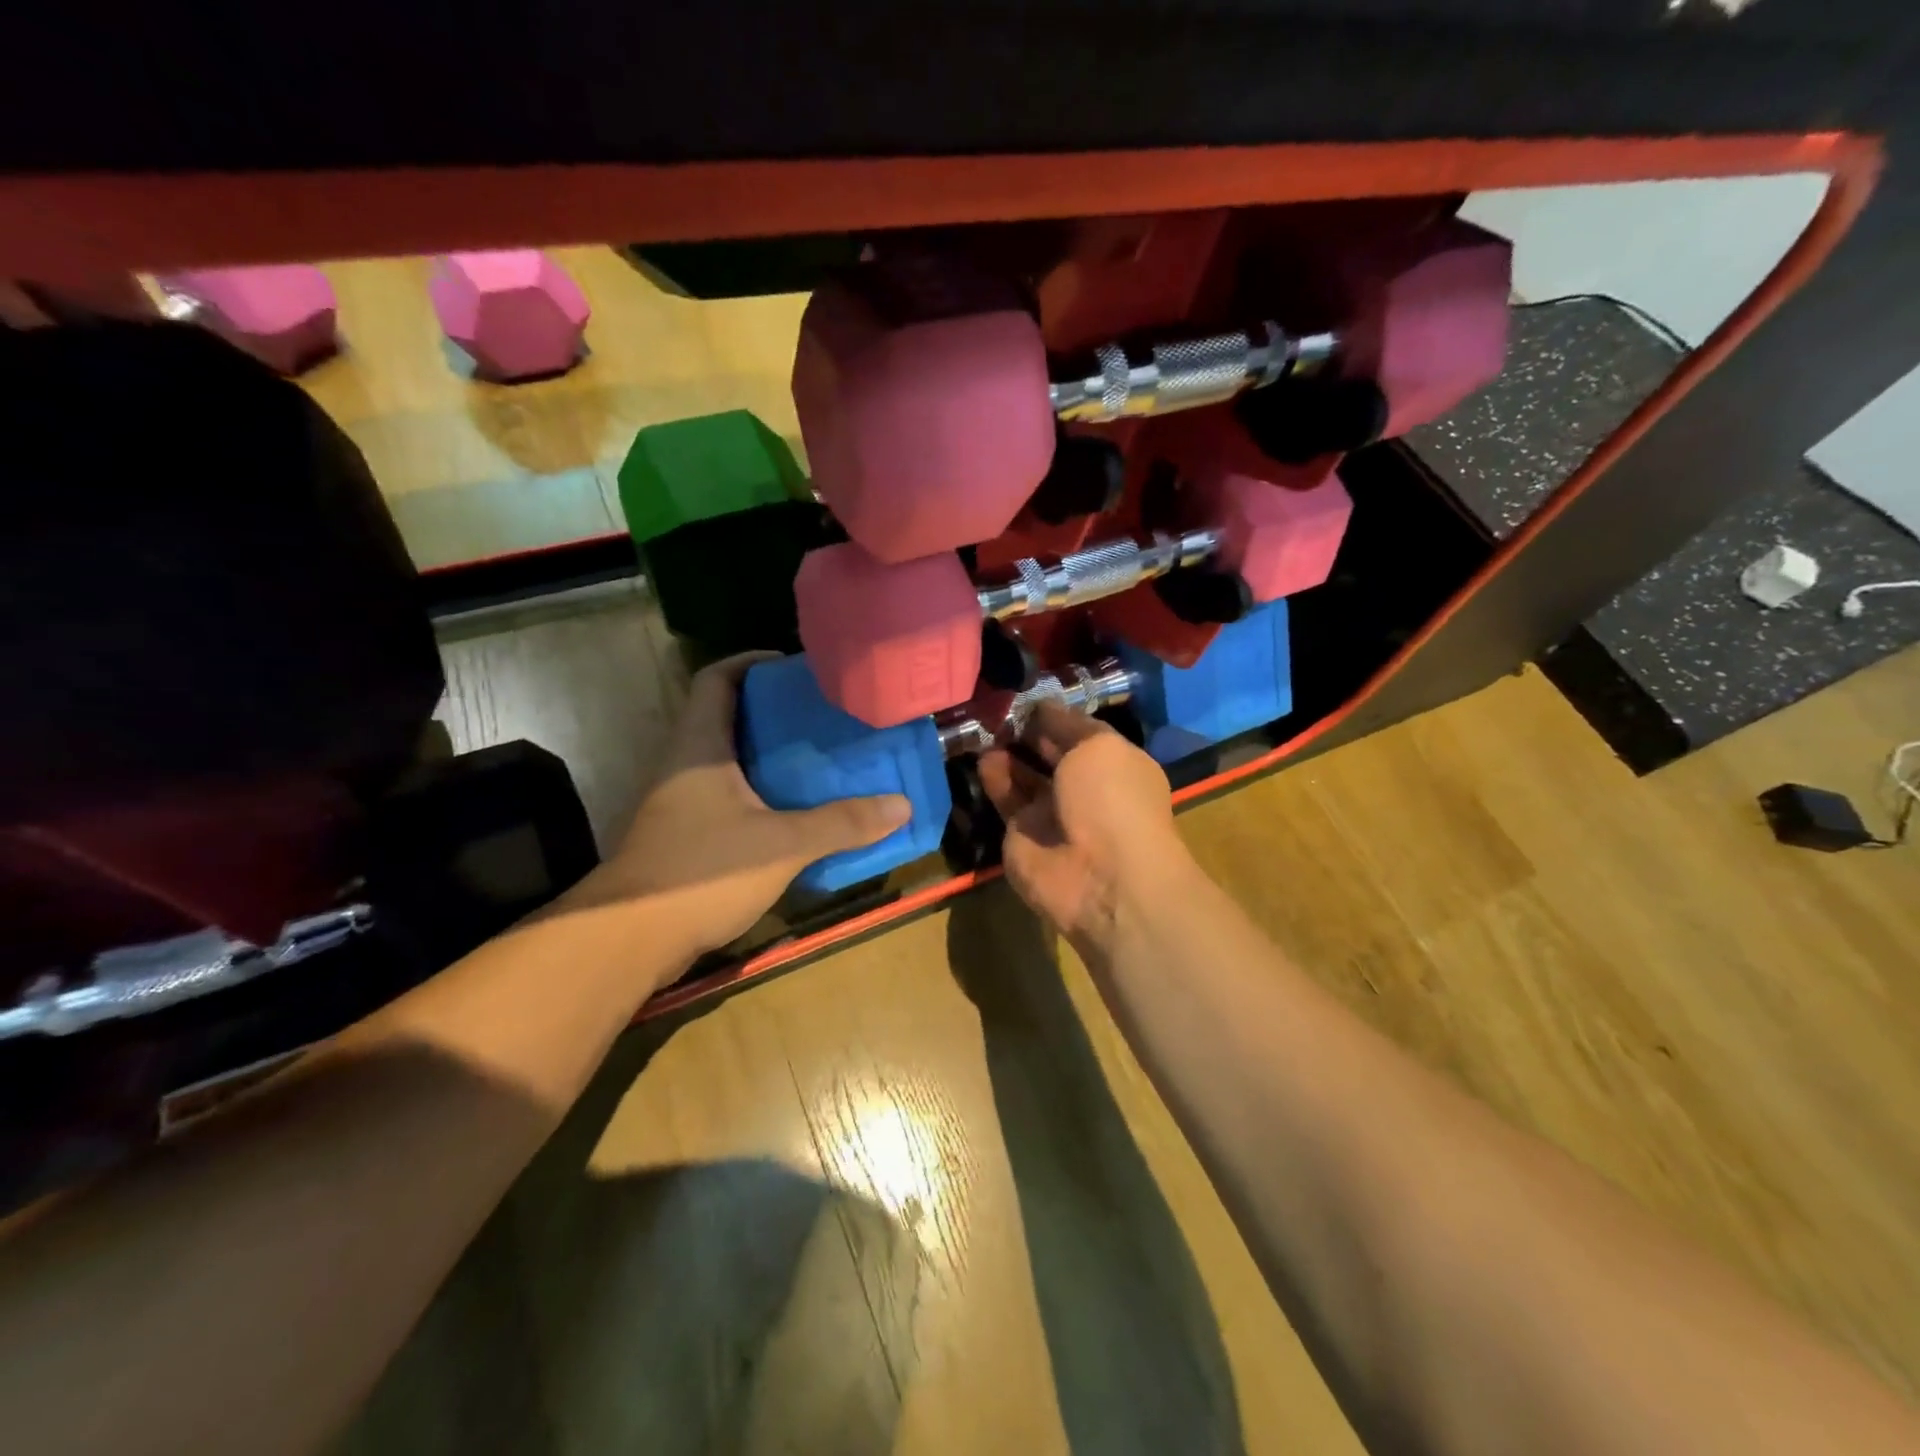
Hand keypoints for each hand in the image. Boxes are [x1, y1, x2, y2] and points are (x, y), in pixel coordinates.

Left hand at [587, 653, 909, 954]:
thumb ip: (842, 824)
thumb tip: (901, 805)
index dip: (751, 662)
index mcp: (700, 746)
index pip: (716, 680)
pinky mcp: (684, 834)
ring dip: (769, 755)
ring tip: (819, 759)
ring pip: (729, 760)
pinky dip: (760, 792)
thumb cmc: (702, 873)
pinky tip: (794, 811)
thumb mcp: (782, 845)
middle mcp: (684, 764)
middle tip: (823, 716)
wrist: (630, 940)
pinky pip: (728, 795)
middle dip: (774, 711)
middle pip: (727, 717)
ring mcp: (680, 801)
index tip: (793, 667)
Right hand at [977, 703, 1187, 947]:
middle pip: (1050, 753)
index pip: (1080, 732)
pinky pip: (1005, 800)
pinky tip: (981, 755)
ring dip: (1006, 751)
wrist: (1100, 878)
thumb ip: (1067, 724)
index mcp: (1114, 765)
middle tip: (995, 705)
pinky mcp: (1021, 834)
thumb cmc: (1111, 801)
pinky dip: (993, 777)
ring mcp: (1052, 813)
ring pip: (1024, 776)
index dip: (1055, 713)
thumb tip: (1043, 706)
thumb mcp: (1098, 746)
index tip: (1025, 693)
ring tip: (983, 725)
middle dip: (1027, 731)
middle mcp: (1084, 788)